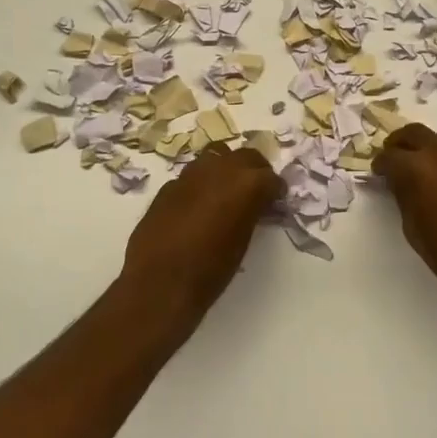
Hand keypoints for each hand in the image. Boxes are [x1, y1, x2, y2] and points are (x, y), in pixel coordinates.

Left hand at [122, 143, 282, 325]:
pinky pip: (193, 176)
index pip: (271, 178)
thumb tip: (253, 207)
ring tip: (227, 191)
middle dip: (255, 170)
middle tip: (256, 191)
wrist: (160, 281)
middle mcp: (221, 169)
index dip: (275, 190)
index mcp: (247, 184)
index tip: (276, 201)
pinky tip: (199, 205)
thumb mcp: (243, 241)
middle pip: (246, 156)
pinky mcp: (169, 185)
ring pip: (216, 155)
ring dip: (226, 169)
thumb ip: (250, 214)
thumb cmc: (211, 270)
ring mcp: (191, 174)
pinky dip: (202, 184)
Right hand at [375, 123, 436, 320]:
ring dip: (427, 148)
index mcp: (417, 168)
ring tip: (422, 168)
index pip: (389, 156)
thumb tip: (399, 182)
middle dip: (400, 144)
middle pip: (414, 133)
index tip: (378, 173)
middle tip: (395, 159)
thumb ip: (403, 196)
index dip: (380, 165)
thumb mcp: (413, 228)